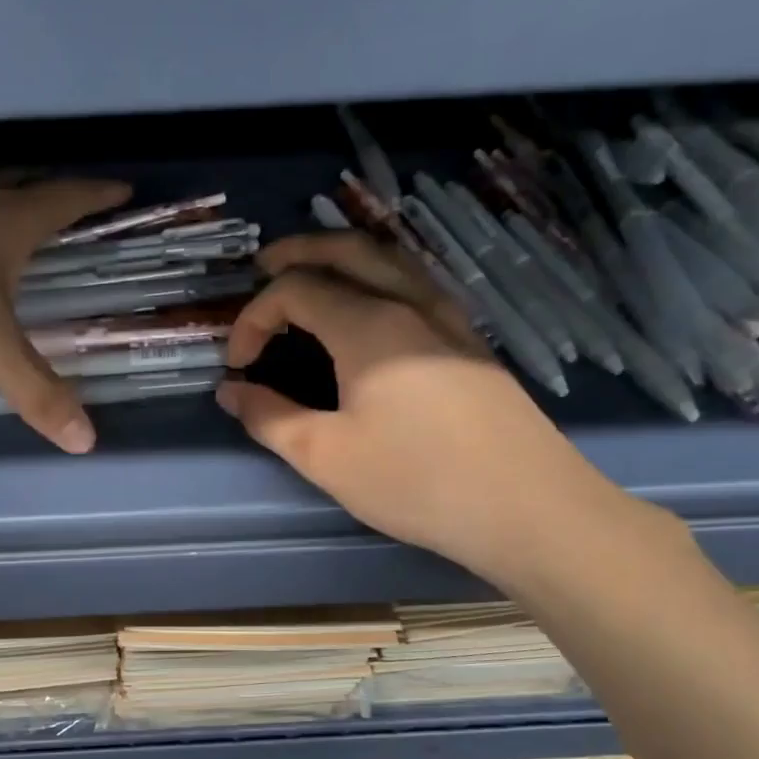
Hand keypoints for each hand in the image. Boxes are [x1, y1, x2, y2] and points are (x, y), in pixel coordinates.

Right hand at [217, 232, 633, 583]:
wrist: (527, 508)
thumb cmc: (416, 481)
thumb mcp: (326, 456)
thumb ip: (271, 417)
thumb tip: (232, 391)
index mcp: (369, 326)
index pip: (296, 290)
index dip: (254, 318)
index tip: (237, 365)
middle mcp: (412, 305)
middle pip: (349, 250)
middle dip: (300, 251)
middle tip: (263, 266)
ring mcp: (450, 320)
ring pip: (391, 261)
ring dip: (344, 258)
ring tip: (314, 277)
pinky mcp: (471, 344)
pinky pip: (416, 287)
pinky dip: (379, 279)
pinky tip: (371, 312)